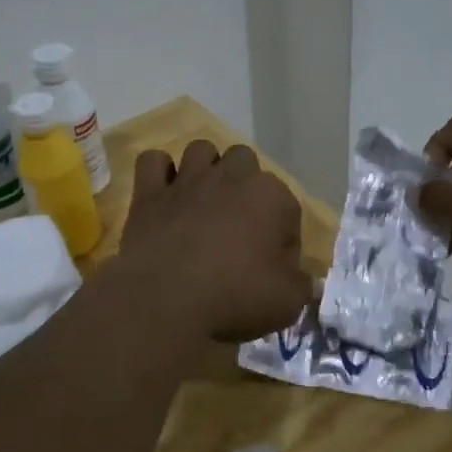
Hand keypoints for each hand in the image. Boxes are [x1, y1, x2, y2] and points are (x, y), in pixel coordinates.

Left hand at [116, 141, 309, 341]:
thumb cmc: (235, 297)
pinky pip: (153, 161)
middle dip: (245, 185)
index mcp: (271, 196)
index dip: (284, 237)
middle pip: (245, 162)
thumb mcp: (288, 301)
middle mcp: (231, 176)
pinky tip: (164, 194)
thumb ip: (301, 283)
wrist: (166, 301)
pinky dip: (159, 173)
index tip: (275, 265)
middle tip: (239, 224)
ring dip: (205, 169)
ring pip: (201, 150)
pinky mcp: (150, 192)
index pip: (288, 208)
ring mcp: (188, 180)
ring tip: (203, 201)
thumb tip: (301, 279)